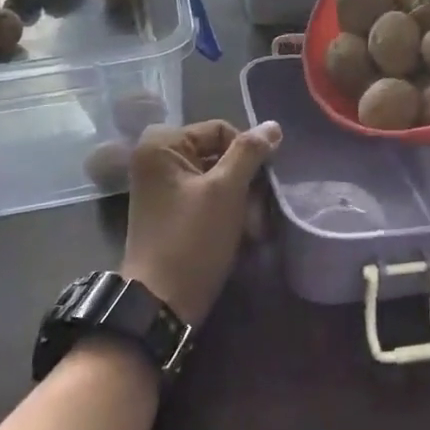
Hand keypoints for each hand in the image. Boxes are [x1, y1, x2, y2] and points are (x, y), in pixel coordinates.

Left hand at [120, 119, 280, 325]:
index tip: (260, 187)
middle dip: (244, 183)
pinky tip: (242, 235)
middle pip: (219, 154)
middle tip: (258, 214)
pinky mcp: (170, 212)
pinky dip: (226, 212)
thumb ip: (250, 152)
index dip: (246, 155)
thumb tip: (273, 126)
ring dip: (241, 201)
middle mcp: (156, 159)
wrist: (160, 303)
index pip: (221, 130)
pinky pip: (207, 198)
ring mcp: (162, 187)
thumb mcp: (226, 191)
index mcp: (162, 144)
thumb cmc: (193, 240)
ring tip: (253, 230)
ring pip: (217, 179)